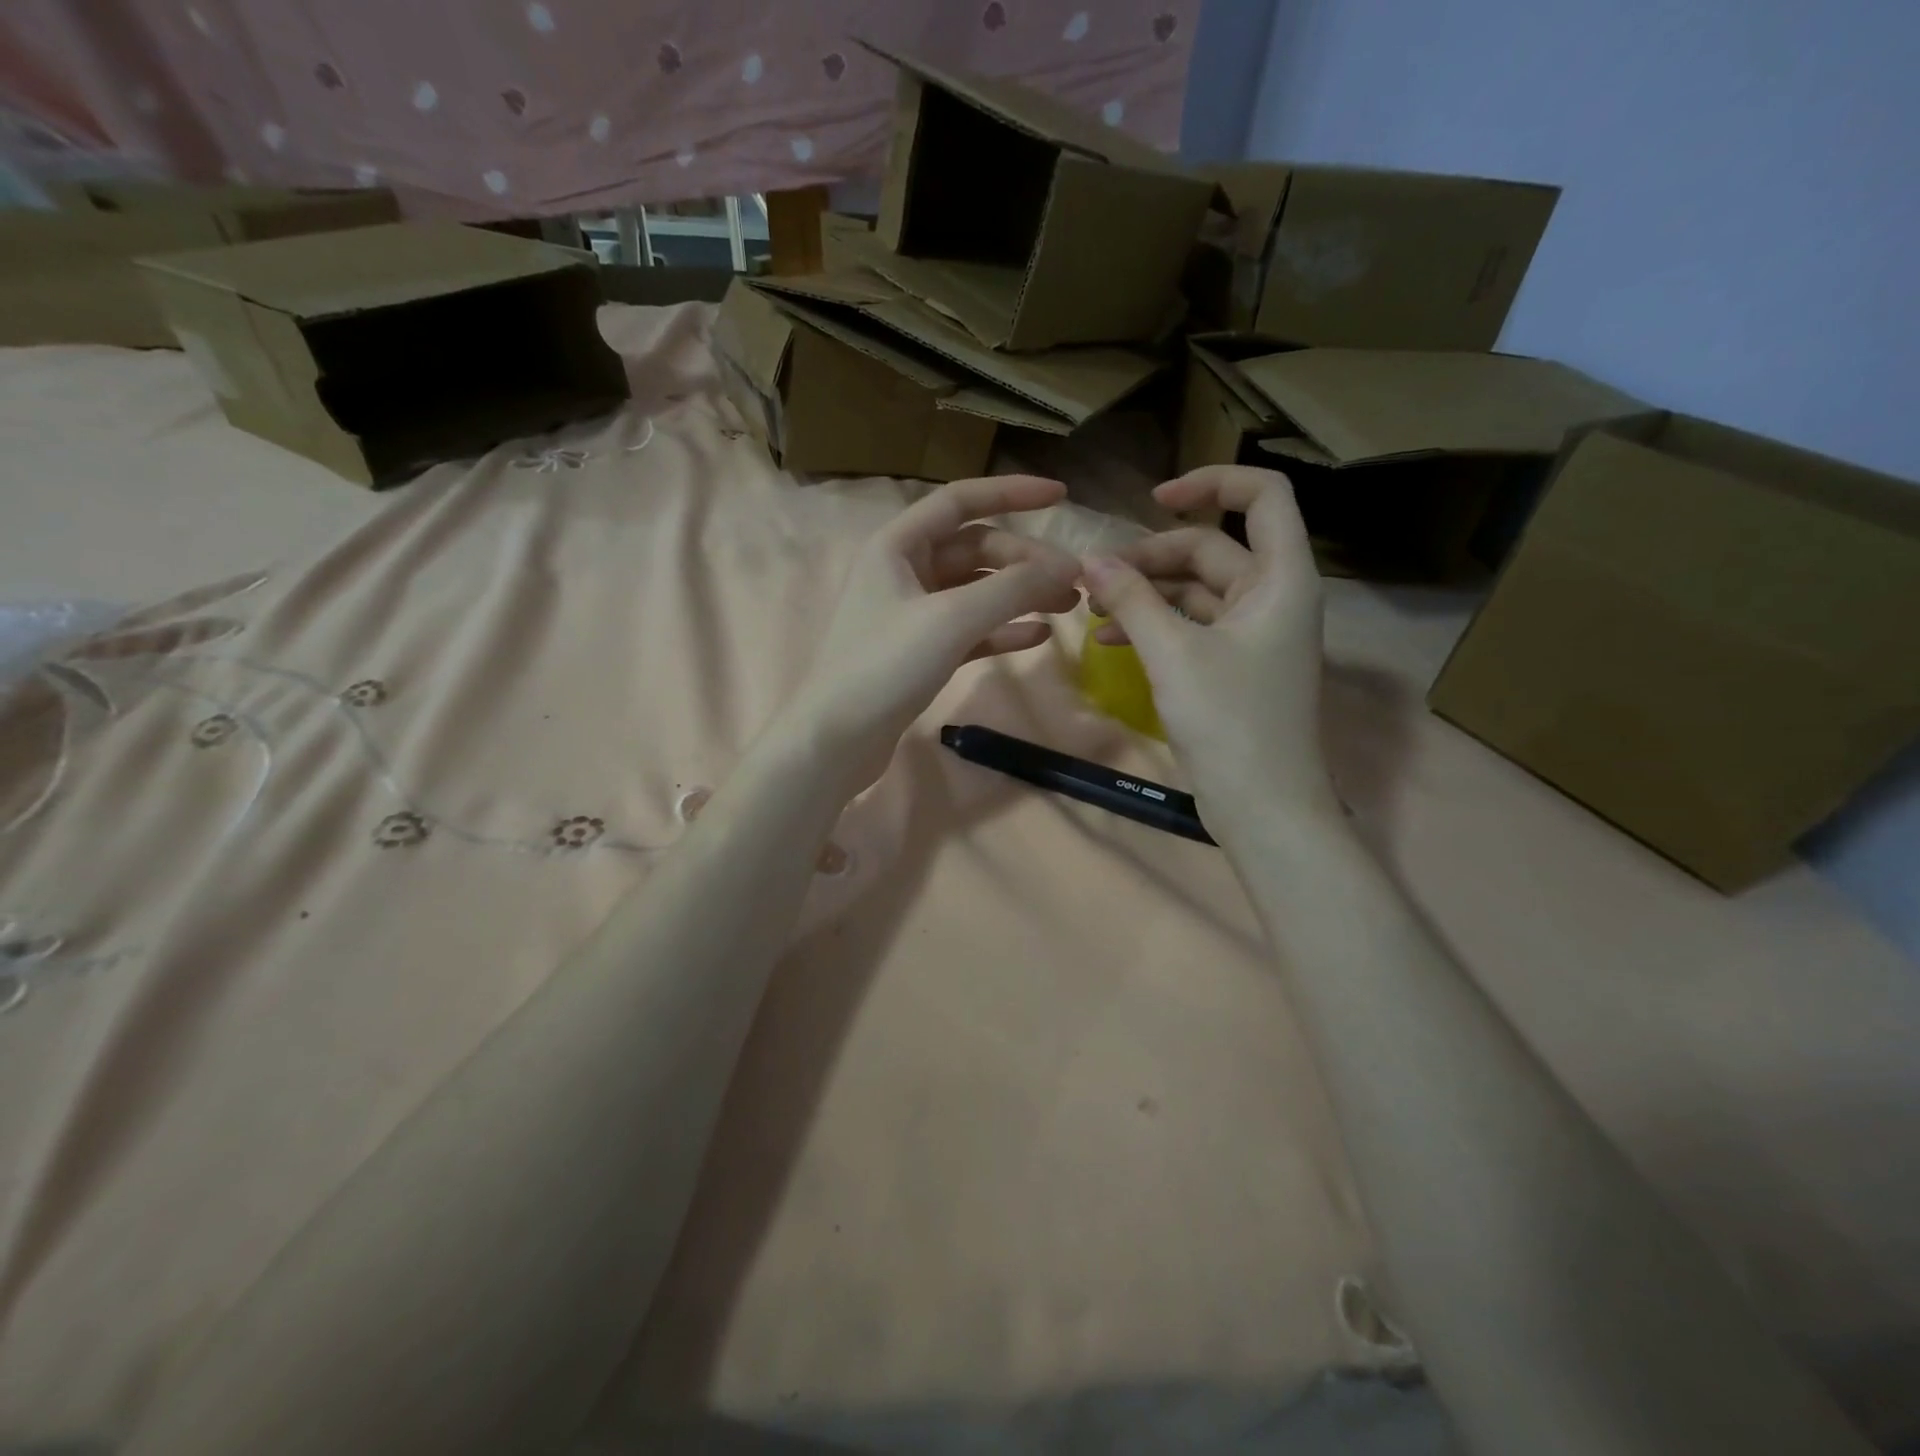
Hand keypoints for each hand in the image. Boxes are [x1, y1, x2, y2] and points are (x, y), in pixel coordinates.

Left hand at [780, 475, 1080, 791]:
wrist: (837, 740)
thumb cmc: (886, 666)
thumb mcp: (953, 619)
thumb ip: (1013, 588)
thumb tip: (1069, 566)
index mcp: (898, 546)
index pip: (961, 501)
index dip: (1012, 492)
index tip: (1062, 496)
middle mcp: (904, 572)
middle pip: (976, 550)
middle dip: (1025, 561)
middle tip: (1074, 583)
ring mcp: (912, 615)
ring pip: (976, 591)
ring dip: (1020, 595)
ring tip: (1068, 606)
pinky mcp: (921, 653)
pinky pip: (971, 630)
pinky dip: (1003, 630)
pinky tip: (1038, 636)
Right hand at [1080, 466, 1338, 829]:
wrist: (1264, 807)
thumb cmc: (1230, 723)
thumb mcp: (1174, 654)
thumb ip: (1133, 600)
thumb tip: (1091, 559)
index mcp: (1280, 579)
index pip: (1262, 497)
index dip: (1211, 483)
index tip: (1154, 499)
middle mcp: (1272, 597)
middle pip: (1211, 549)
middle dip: (1152, 557)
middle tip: (1096, 577)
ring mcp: (1253, 635)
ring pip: (1196, 591)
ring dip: (1147, 593)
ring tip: (1095, 608)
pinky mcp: (1233, 666)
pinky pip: (1191, 628)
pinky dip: (1155, 626)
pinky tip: (1110, 641)